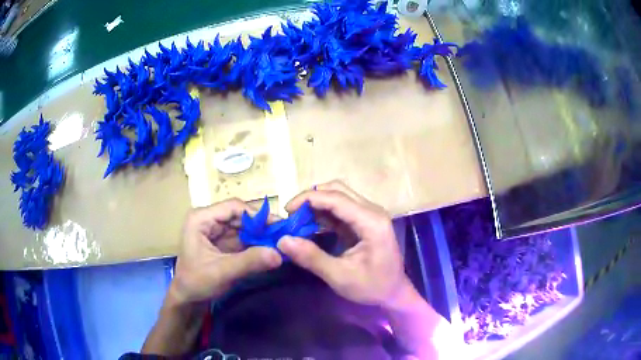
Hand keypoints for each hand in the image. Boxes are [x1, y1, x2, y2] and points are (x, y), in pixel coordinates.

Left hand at [168, 199, 282, 304]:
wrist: (188, 298)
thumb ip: (249, 262)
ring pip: (244, 226)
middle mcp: (209, 219)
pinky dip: (257, 243)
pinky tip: (271, 249)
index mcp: (201, 218)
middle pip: (240, 216)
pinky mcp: (223, 242)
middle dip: (261, 226)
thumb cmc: (197, 282)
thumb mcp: (222, 272)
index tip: (279, 226)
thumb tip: (279, 254)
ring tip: (281, 242)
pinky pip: (244, 238)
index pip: (233, 207)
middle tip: (284, 235)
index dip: (256, 215)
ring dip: (261, 234)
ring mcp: (216, 230)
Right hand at [277, 181, 411, 308]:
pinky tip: (309, 226)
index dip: (308, 199)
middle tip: (291, 215)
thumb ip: (312, 257)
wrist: (393, 293)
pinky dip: (323, 214)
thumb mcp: (340, 276)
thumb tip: (282, 240)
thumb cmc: (372, 287)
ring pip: (338, 197)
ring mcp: (369, 215)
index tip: (286, 211)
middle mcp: (371, 211)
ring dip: (316, 205)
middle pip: (337, 190)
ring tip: (296, 221)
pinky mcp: (364, 221)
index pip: (336, 197)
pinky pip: (340, 210)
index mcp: (371, 221)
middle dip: (311, 198)